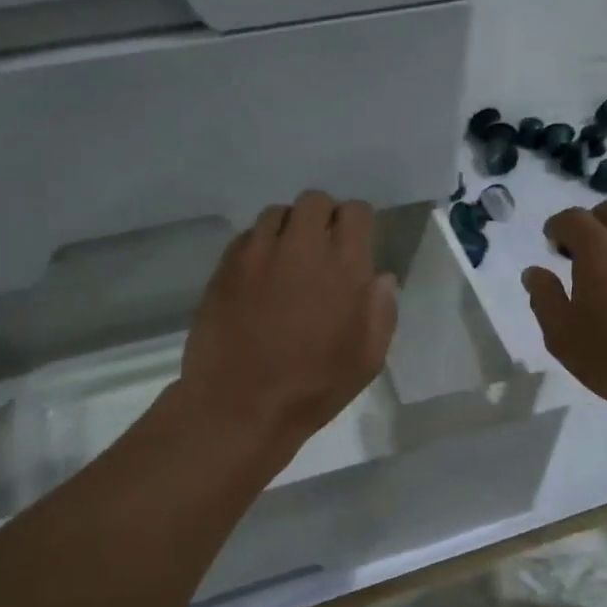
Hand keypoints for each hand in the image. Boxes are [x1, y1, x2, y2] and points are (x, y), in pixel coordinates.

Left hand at [179, 190, 396, 452]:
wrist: (241, 405)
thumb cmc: (314, 388)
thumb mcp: (368, 359)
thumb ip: (381, 311)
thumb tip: (380, 278)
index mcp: (345, 266)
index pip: (356, 212)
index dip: (358, 224)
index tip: (355, 245)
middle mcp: (302, 247)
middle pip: (314, 201)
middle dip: (322, 218)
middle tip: (321, 250)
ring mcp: (259, 253)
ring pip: (276, 214)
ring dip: (288, 230)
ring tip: (287, 262)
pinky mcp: (226, 266)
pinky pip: (247, 237)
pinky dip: (258, 247)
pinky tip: (259, 278)